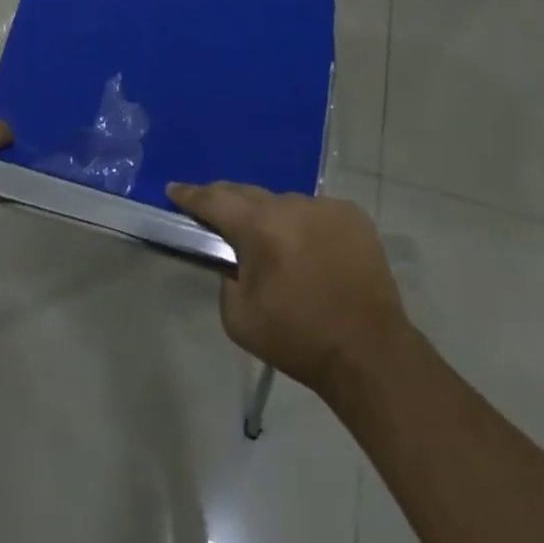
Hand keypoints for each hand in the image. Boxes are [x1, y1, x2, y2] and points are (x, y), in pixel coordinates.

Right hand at [168, 182, 409, 401]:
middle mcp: (290, 204)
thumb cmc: (299, 339)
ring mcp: (324, 206)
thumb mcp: (239, 319)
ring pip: (285, 204)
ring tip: (276, 247)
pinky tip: (312, 253)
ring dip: (273, 219)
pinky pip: (316, 213)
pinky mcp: (352, 215)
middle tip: (218, 216)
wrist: (370, 353)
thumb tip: (234, 260)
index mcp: (258, 226)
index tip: (173, 189)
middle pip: (247, 194)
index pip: (213, 200)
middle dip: (228, 204)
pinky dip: (307, 227)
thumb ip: (226, 280)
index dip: (190, 195)